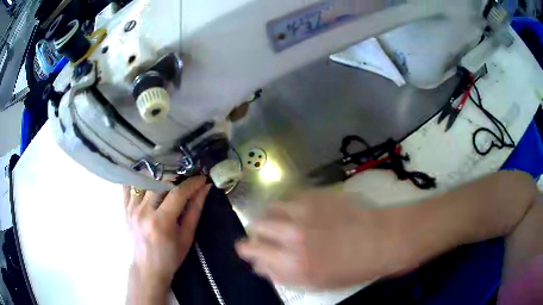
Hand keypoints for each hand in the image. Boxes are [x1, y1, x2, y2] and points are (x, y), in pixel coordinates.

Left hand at [124, 176, 210, 291]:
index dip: (192, 183)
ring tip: (170, 180)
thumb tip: (205, 188)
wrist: (148, 268)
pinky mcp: (125, 208)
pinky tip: (149, 180)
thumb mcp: (187, 236)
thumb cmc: (171, 256)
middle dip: (177, 177)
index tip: (202, 178)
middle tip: (187, 179)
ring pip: (145, 180)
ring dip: (159, 177)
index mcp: (161, 222)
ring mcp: (131, 208)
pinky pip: (129, 186)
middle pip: (160, 181)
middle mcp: (143, 211)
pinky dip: (139, 179)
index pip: (177, 193)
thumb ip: (195, 210)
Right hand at [235, 191, 409, 289]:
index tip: (251, 250)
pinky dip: (290, 205)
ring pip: (271, 208)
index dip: (248, 250)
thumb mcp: (317, 283)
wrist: (383, 240)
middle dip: (259, 232)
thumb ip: (284, 275)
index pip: (251, 251)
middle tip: (270, 236)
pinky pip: (290, 197)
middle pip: (257, 226)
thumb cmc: (353, 268)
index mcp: (292, 264)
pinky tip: (301, 211)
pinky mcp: (317, 195)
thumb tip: (262, 265)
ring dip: (273, 216)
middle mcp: (292, 236)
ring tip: (285, 221)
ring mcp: (305, 212)